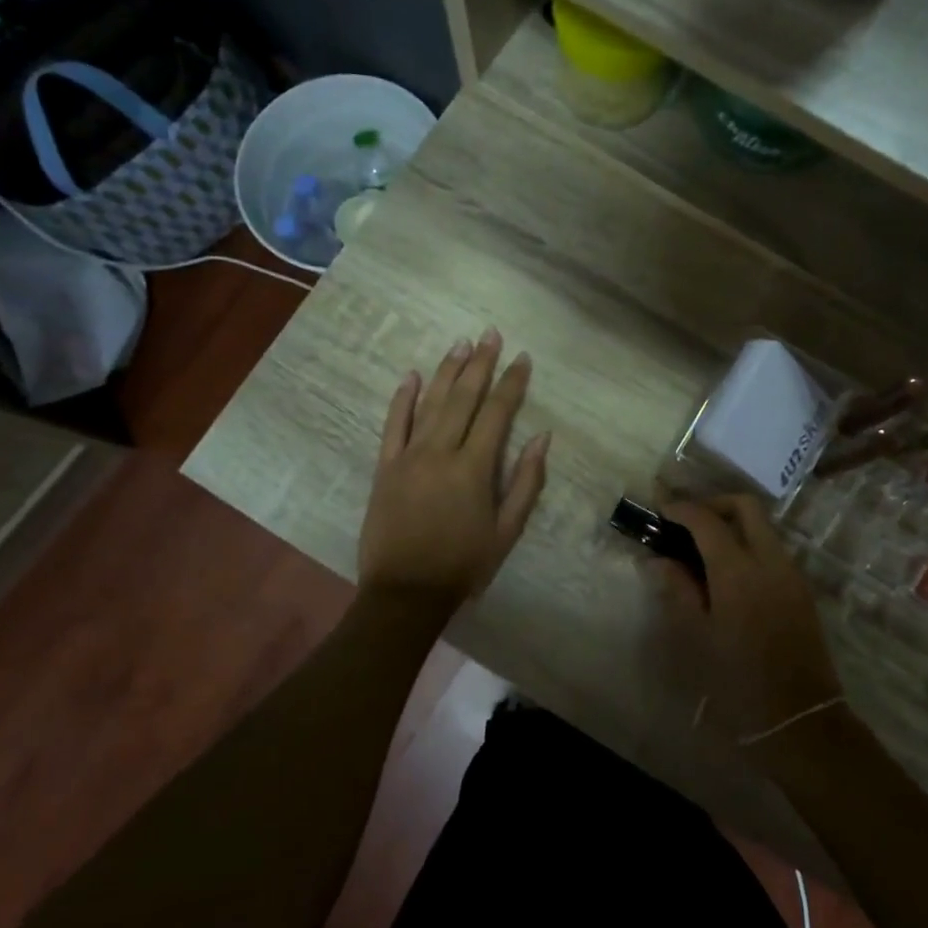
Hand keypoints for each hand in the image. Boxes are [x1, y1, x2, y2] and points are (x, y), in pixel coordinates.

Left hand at [359, 329, 549, 605]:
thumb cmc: (463, 565)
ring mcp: (409, 456)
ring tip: (461, 344)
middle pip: (463, 398)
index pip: (497, 413)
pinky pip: (393, 425)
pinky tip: (411, 375)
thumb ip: (526, 482)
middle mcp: (441, 451)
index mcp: (474, 468)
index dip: (512, 383)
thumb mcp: (507, 531)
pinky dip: (402, 398)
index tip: (522, 358)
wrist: (405, 593)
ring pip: (430, 403)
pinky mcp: (385, 467)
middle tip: (491, 334)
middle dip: (480, 363)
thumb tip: (541, 439)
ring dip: (446, 371)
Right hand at [652, 495, 844, 751]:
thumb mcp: (697, 638)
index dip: (681, 509)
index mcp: (739, 571)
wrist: (801, 720)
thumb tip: (658, 560)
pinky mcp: (801, 590)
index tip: (660, 511)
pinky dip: (748, 545)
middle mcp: (771, 560)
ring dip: (733, 524)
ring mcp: (792, 573)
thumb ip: (677, 591)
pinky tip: (726, 573)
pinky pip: (773, 549)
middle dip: (714, 504)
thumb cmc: (739, 682)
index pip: (707, 520)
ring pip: (763, 527)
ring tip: (701, 549)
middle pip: (746, 507)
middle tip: (686, 523)